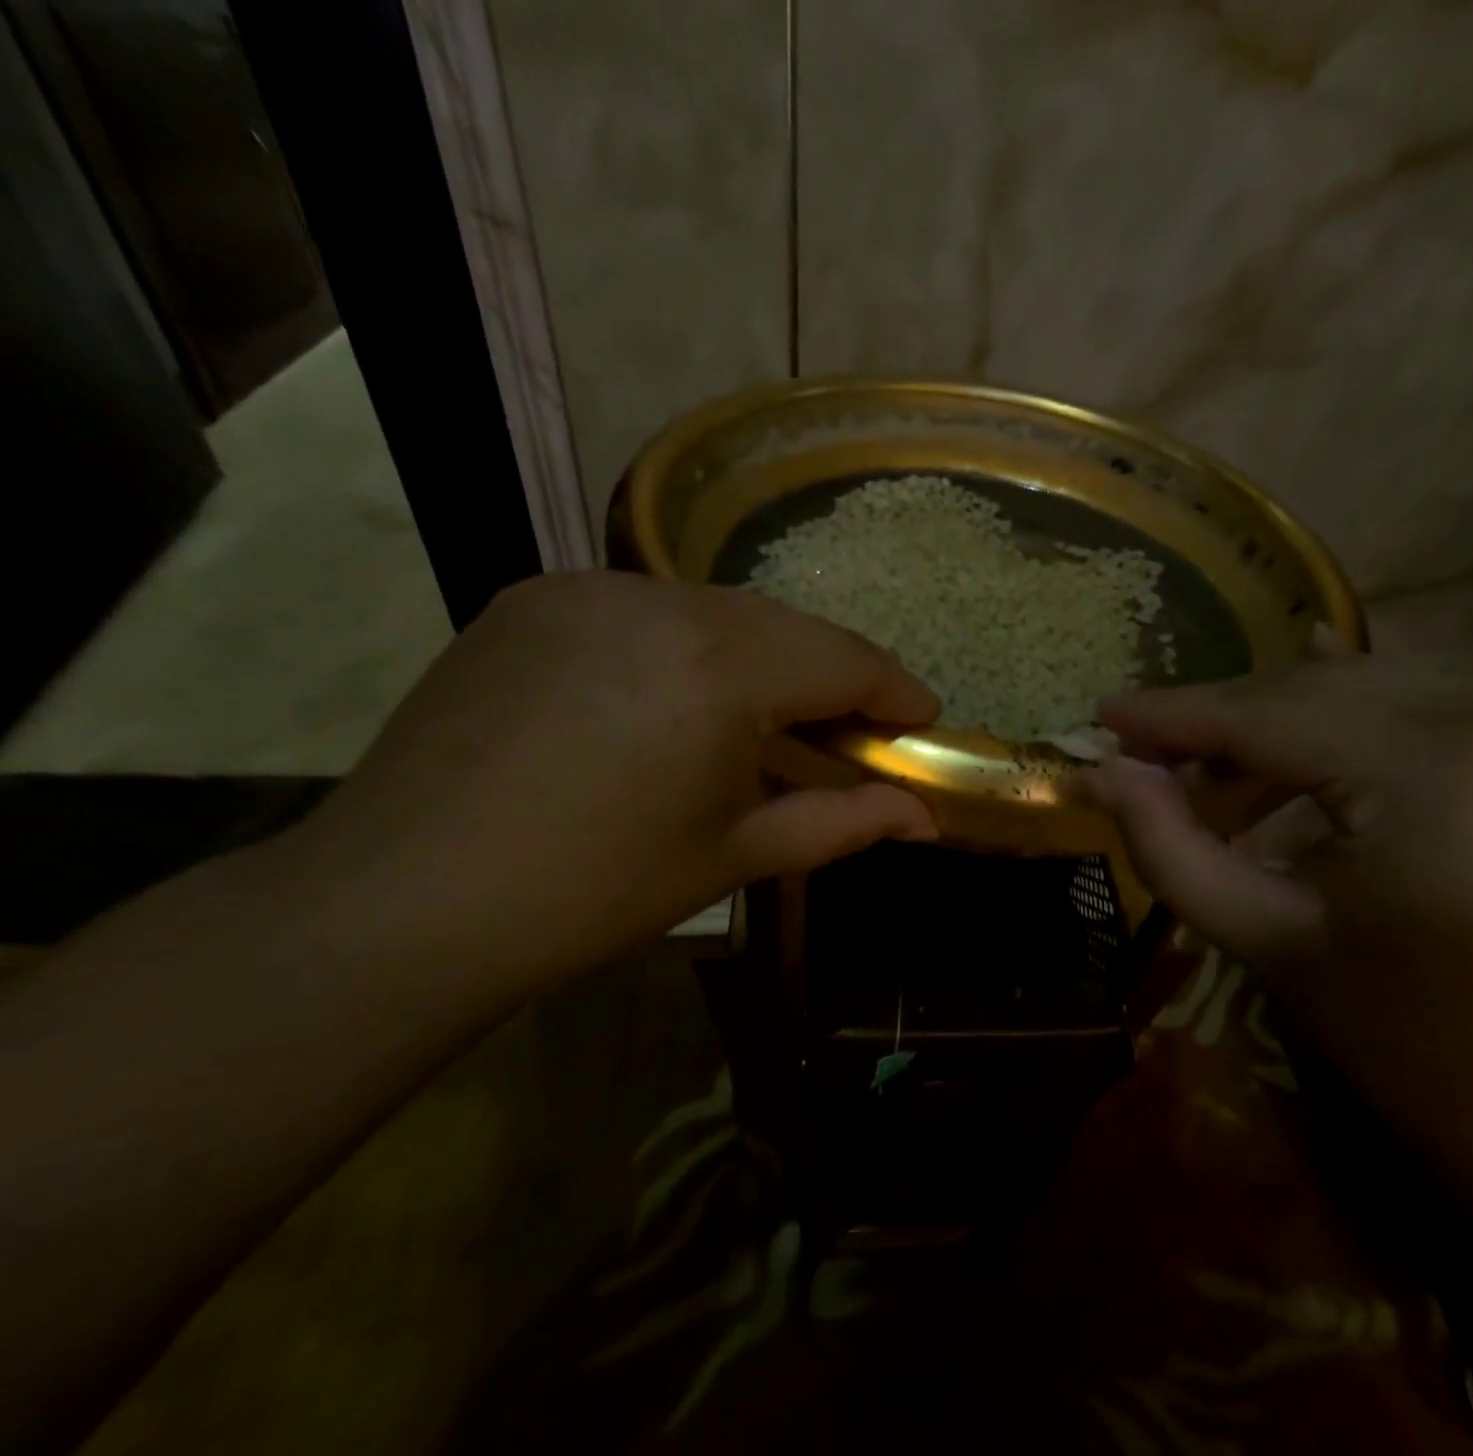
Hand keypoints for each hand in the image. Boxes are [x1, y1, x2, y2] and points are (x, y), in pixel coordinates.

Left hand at [275, 572, 938, 994]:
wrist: (401, 904)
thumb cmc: (595, 892)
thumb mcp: (736, 855)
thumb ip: (843, 822)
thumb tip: (924, 821)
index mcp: (721, 668)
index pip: (843, 657)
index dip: (894, 688)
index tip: (923, 717)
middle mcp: (661, 602)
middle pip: (785, 626)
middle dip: (830, 674)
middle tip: (850, 730)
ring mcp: (588, 590)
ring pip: (716, 610)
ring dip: (759, 658)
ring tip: (763, 720)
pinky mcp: (533, 597)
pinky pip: (646, 609)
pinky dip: (687, 646)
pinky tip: (674, 700)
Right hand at [1083, 658, 1472, 1151]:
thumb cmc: (1425, 1050)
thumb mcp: (1273, 941)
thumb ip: (1172, 848)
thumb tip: (1103, 776)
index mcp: (1425, 766)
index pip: (1264, 714)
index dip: (1171, 713)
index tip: (1101, 713)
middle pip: (1310, 691)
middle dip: (1217, 715)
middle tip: (1141, 747)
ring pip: (1360, 697)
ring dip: (1272, 725)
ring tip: (1204, 769)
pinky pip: (1412, 719)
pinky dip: (1339, 727)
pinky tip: (1297, 718)